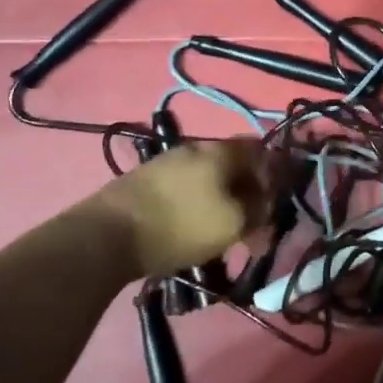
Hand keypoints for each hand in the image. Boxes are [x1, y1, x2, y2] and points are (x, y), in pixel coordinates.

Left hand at [87, 138, 273, 281]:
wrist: (108, 235)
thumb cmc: (181, 226)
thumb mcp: (234, 224)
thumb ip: (259, 210)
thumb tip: (267, 204)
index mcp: (222, 151)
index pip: (262, 150)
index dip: (274, 175)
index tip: (275, 204)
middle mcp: (196, 147)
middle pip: (234, 165)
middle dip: (247, 193)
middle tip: (250, 225)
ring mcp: (167, 161)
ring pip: (208, 177)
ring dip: (221, 200)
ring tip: (220, 232)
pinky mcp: (145, 180)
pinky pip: (185, 187)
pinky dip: (196, 204)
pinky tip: (191, 227)